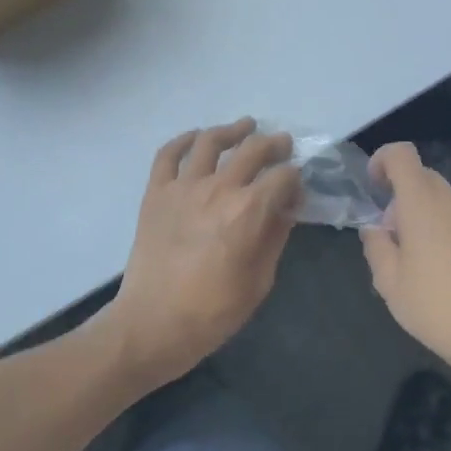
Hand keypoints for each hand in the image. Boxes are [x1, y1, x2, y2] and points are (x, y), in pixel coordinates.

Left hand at [99, 119, 301, 389]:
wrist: (152, 324)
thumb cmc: (213, 311)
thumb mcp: (260, 280)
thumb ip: (275, 236)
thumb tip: (286, 208)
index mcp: (249, 211)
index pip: (283, 177)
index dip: (295, 178)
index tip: (297, 187)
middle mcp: (218, 188)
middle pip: (253, 149)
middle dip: (274, 144)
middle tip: (282, 144)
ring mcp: (183, 187)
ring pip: (210, 141)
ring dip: (232, 130)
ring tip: (245, 126)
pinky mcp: (156, 193)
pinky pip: (168, 154)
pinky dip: (183, 140)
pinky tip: (196, 137)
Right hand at [360, 142, 450, 381]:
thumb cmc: (436, 307)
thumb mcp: (389, 283)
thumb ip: (376, 246)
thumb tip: (374, 228)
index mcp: (423, 206)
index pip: (402, 155)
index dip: (383, 160)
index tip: (373, 187)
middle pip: (422, 176)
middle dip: (399, 195)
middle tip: (390, 235)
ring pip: (442, 199)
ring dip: (422, 213)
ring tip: (415, 258)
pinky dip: (442, 228)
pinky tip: (442, 269)